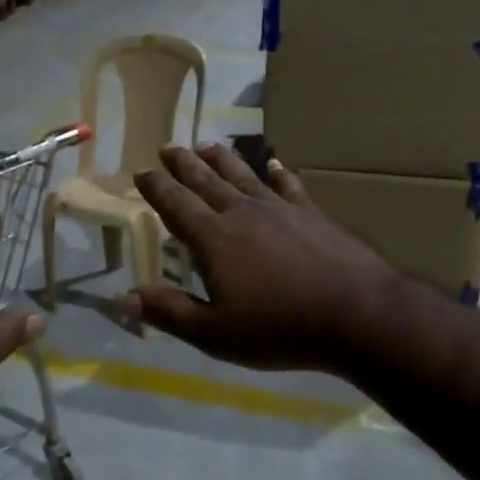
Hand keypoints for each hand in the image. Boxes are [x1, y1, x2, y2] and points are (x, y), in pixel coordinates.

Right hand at [127, 144, 399, 373]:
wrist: (357, 315)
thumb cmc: (279, 328)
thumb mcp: (215, 333)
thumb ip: (169, 312)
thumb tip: (123, 298)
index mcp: (214, 239)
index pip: (176, 204)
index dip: (156, 187)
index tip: (141, 171)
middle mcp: (242, 213)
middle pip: (206, 181)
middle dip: (183, 163)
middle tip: (168, 146)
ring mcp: (280, 209)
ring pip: (243, 175)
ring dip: (221, 159)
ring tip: (207, 145)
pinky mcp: (312, 214)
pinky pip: (289, 187)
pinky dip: (278, 174)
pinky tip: (274, 165)